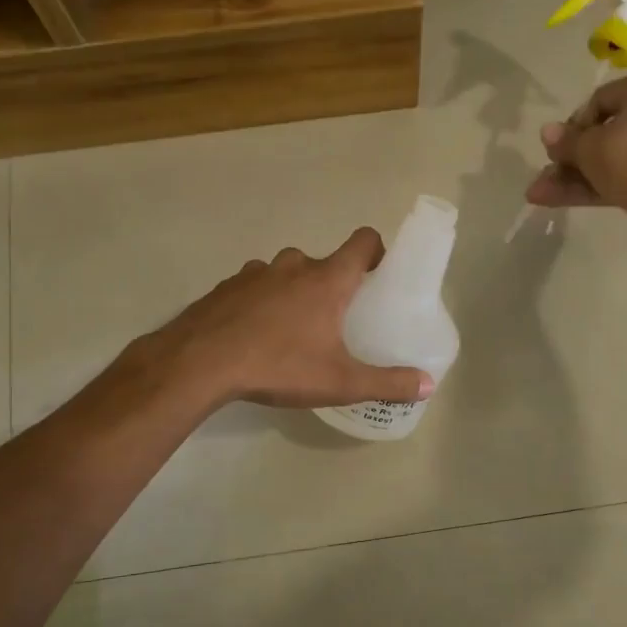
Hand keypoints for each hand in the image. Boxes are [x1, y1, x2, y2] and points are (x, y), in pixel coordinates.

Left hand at [145, 229, 433, 408]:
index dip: (377, 250)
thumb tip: (427, 384)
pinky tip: (255, 334)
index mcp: (327, 280)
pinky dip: (262, 302)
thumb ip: (386, 382)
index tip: (379, 273)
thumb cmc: (279, 365)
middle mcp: (293, 265)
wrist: (200, 363)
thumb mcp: (340, 382)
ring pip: (286, 273)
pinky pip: (255, 286)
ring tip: (293, 329)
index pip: (363, 241)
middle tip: (337, 318)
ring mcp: (256, 273)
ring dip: (295, 291)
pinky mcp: (227, 286)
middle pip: (324, 262)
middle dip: (333, 283)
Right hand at [525, 69, 626, 252]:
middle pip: (603, 134)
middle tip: (546, 170)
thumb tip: (547, 132)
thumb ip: (566, 141)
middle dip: (569, 157)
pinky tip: (552, 199)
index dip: (573, 124)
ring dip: (572, 176)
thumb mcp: (590, 145)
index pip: (601, 100)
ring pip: (607, 161)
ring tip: (538, 192)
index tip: (557, 146)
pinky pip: (617, 180)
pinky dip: (589, 188)